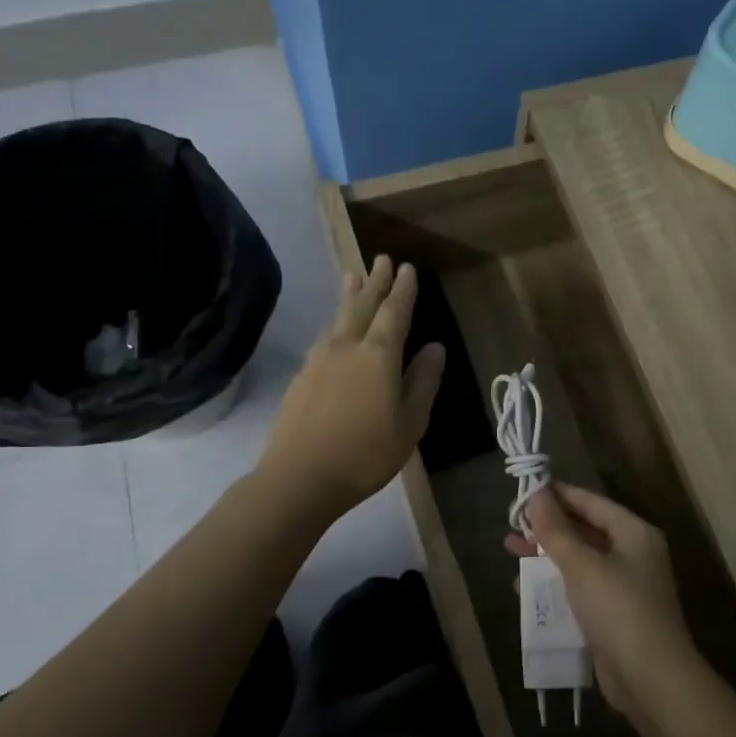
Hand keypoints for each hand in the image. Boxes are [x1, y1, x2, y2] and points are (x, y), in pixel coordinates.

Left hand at [258, 255, 444, 517]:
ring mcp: (318, 360)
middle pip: (363, 305)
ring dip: (349, 296)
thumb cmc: (366, 453)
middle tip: (381, 259)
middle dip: (375, 282)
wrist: (300, 477)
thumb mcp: (410, 423)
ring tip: (353, 276)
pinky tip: (333, 329)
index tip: (408, 268)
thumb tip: (435, 348)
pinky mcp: (301, 376)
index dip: (403, 290)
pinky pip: (323, 337)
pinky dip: (334, 323)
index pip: (394, 312)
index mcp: (378, 355)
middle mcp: (347, 347)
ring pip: (338, 318)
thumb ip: (423, 381)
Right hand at [504, 484, 705, 721]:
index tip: (524, 491)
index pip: (591, 502)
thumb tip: (536, 494)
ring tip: (510, 552)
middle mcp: (633, 554)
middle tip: (512, 526)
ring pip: (579, 561)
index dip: (558, 495)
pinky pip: (580, 590)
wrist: (651, 679)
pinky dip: (556, 585)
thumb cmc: (618, 609)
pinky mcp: (614, 616)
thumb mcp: (581, 565)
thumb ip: (556, 530)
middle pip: (584, 531)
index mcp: (634, 533)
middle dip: (547, 528)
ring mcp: (624, 587)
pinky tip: (525, 590)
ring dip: (546, 557)